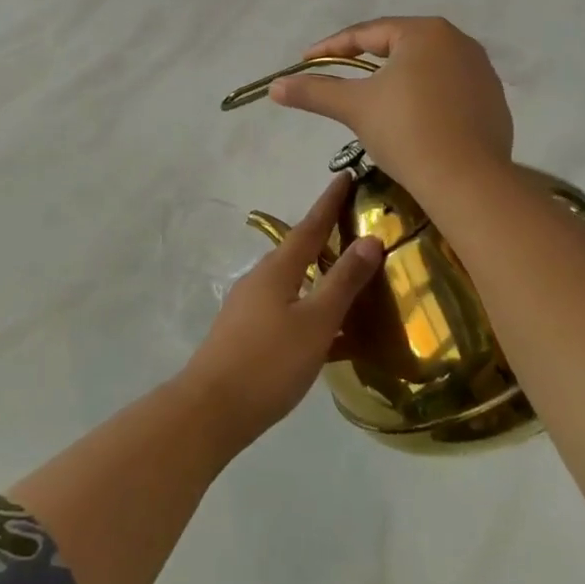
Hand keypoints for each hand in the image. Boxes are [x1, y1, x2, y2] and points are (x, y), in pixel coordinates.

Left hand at [180, 176, 382, 450]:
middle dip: (325, 237)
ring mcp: (250, 305)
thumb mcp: (315, 322)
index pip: (310, 226)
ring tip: (348, 281)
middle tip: (355, 229)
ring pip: (293, 281)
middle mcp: (260, 278)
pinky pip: (286, 308)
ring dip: (319, 276)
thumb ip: (343, 282)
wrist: (213, 407)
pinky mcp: (246, 331)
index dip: (329, 202)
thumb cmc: (269, 361)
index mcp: (277, 269)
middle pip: (299, 250)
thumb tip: (370, 240)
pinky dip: (309, 308)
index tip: (346, 176)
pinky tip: (327, 331)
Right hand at [269, 16, 514, 198]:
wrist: (468, 182)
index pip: (367, 34)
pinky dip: (424, 98)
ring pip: (425, 68)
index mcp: (425, 32)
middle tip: (338, 74)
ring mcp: (482, 72)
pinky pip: (448, 90)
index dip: (331, 47)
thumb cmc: (406, 131)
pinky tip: (410, 119)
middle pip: (399, 46)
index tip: (306, 61)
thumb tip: (274, 86)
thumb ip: (314, 90)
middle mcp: (459, 42)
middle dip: (365, 60)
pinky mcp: (494, 102)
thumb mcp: (353, 106)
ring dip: (396, 79)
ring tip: (372, 97)